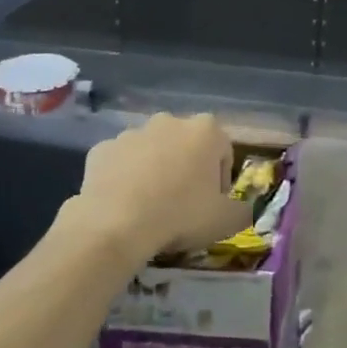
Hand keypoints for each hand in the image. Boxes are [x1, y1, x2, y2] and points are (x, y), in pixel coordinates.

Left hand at [70, 113, 253, 261]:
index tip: (211, 205)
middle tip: (182, 205)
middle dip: (186, 169)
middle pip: (186, 145)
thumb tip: (243, 210)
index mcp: (206, 131)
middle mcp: (169, 121)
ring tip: (150, 206)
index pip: (223, 151)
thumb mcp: (226, 222)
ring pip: (152, 151)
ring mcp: (132, 132)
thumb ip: (243, 211)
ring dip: (155, 170)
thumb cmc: (181, 215)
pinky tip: (123, 204)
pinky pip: (120, 162)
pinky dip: (124, 177)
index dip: (220, 180)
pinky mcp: (102, 148)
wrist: (116, 225)